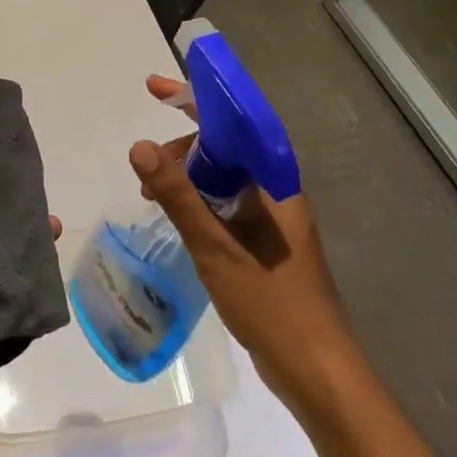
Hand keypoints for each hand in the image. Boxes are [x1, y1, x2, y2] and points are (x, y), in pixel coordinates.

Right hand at [130, 75, 349, 403]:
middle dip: (181, 147)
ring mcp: (272, 218)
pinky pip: (226, 203)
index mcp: (273, 181)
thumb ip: (177, 195)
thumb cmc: (271, 303)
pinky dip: (198, 200)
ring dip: (187, 176)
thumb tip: (139, 146)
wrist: (316, 369)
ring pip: (224, 177)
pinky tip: (178, 217)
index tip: (156, 87)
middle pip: (225, 147)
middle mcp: (275, 191)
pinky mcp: (265, 243)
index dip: (195, 98)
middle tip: (146, 170)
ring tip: (151, 195)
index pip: (234, 121)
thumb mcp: (215, 246)